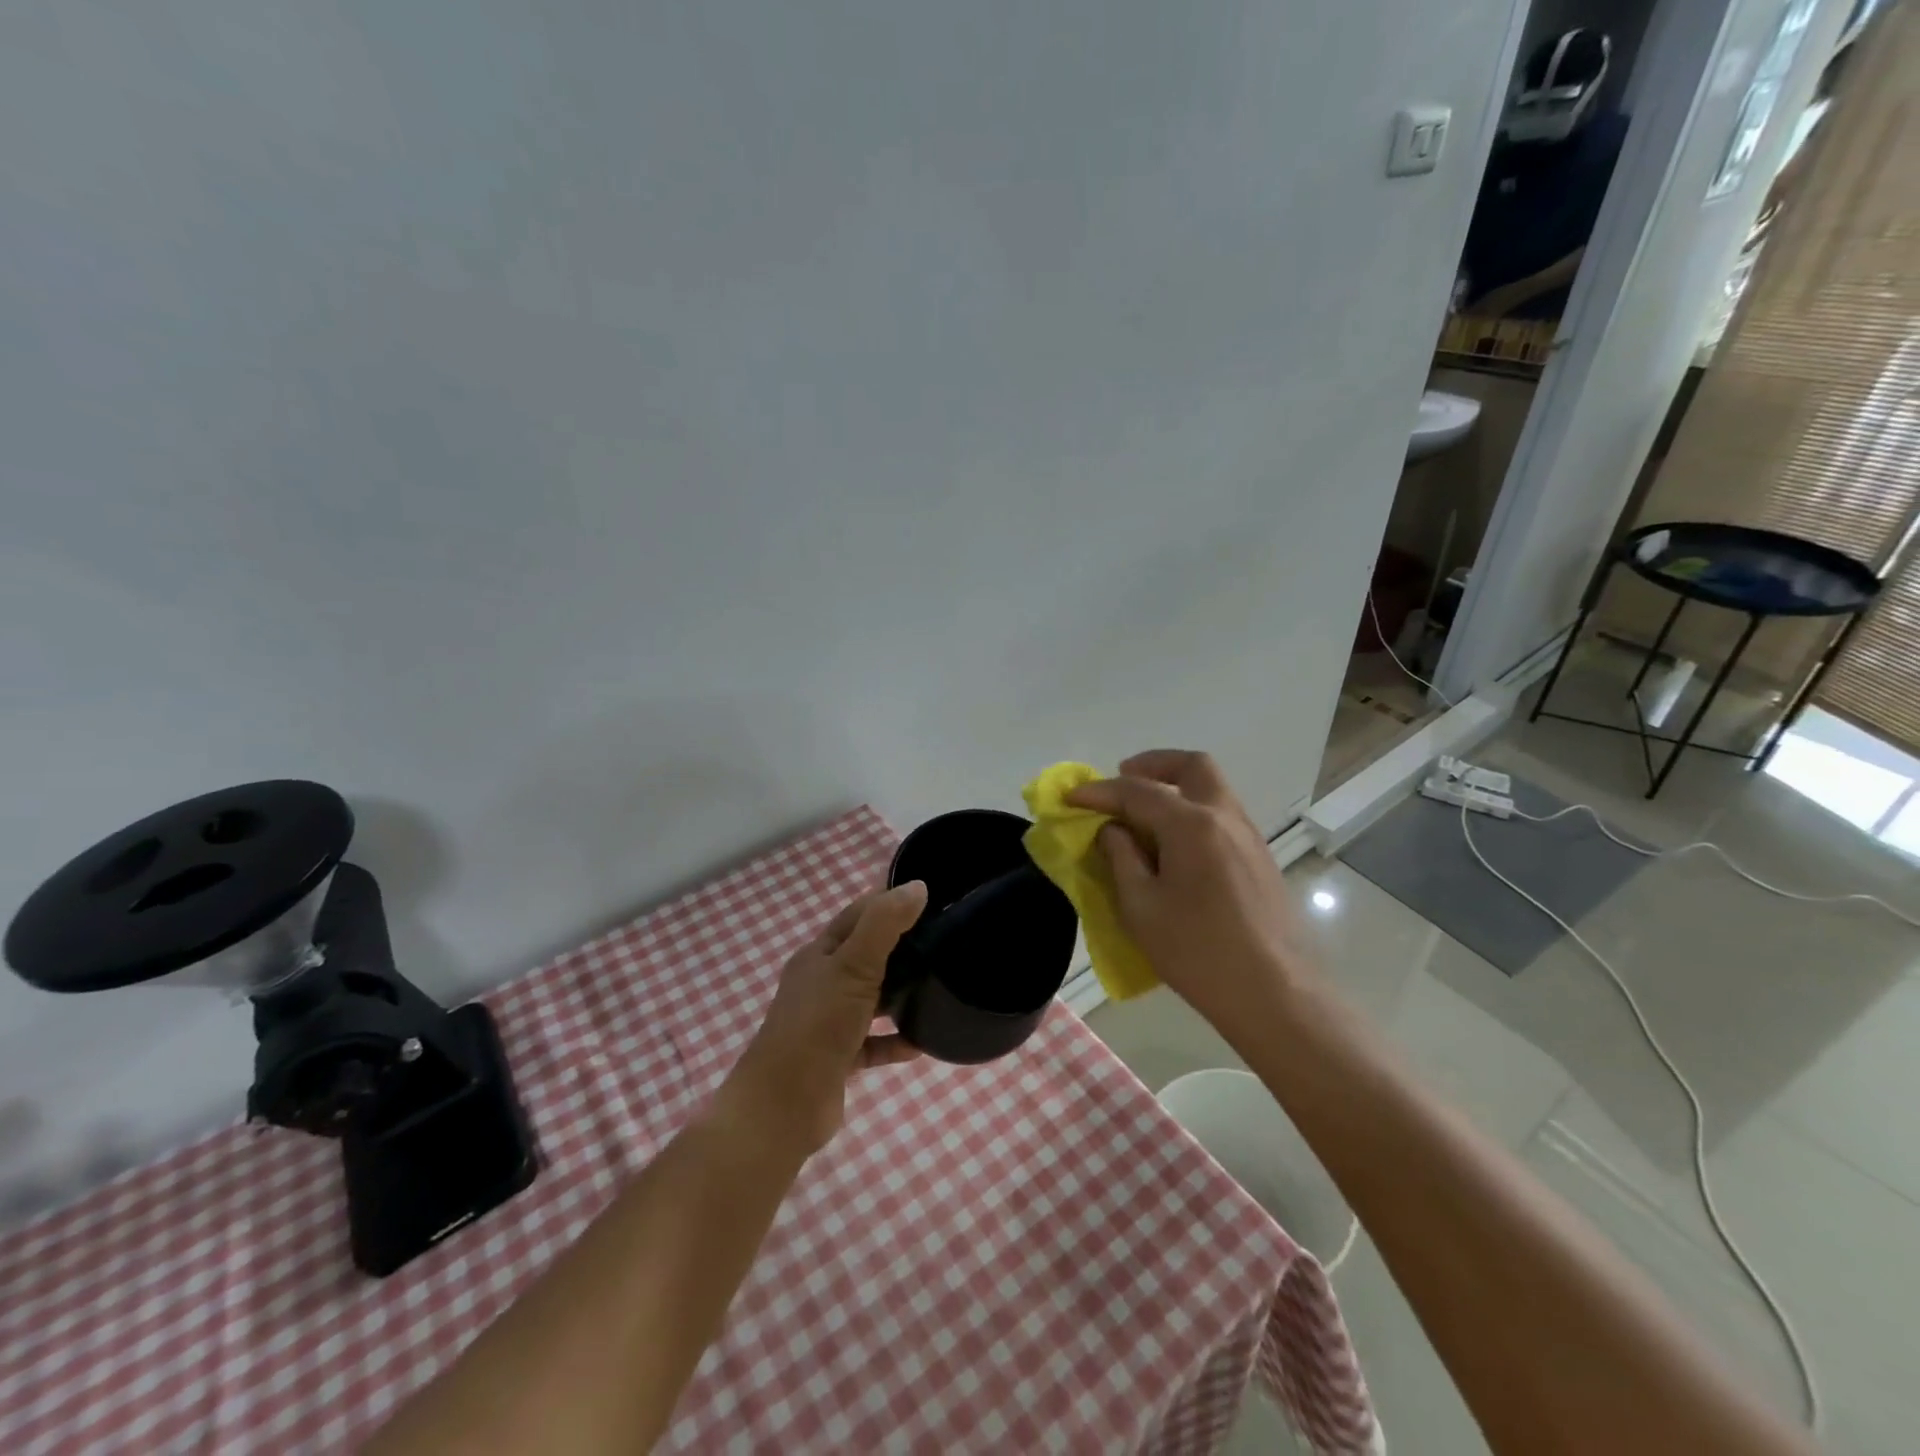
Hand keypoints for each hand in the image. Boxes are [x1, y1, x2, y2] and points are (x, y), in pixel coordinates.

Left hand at [724, 881, 927, 1154]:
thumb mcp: (852, 966)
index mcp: (820, 954)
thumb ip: (884, 925)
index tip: (931, 899)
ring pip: (871, 999)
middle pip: (867, 955)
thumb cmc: (817, 1025)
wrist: (783, 1107)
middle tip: (944, 942)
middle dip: (902, 948)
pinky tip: (923, 1042)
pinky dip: (896, 1040)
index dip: (890, 902)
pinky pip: (874, 1043)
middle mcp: (822, 983)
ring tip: (939, 987)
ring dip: (901, 994)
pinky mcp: (839, 1058)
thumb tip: (918, 886)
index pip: (859, 915)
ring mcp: (829, 1022)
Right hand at [1066, 750, 1315, 1036]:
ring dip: (1174, 786)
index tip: (1070, 797)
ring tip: (1142, 816)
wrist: (1274, 995)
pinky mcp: (1258, 858)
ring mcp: (1248, 836)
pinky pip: (1221, 814)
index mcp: (1192, 825)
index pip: (1137, 791)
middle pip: (1191, 766)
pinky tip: (1173, 845)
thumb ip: (1121, 858)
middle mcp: (1225, 817)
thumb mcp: (1141, 907)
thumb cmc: (1198, 952)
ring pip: (1211, 788)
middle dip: (1152, 765)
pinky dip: (1192, 810)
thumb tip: (1113, 830)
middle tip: (1122, 782)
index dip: (1099, 791)